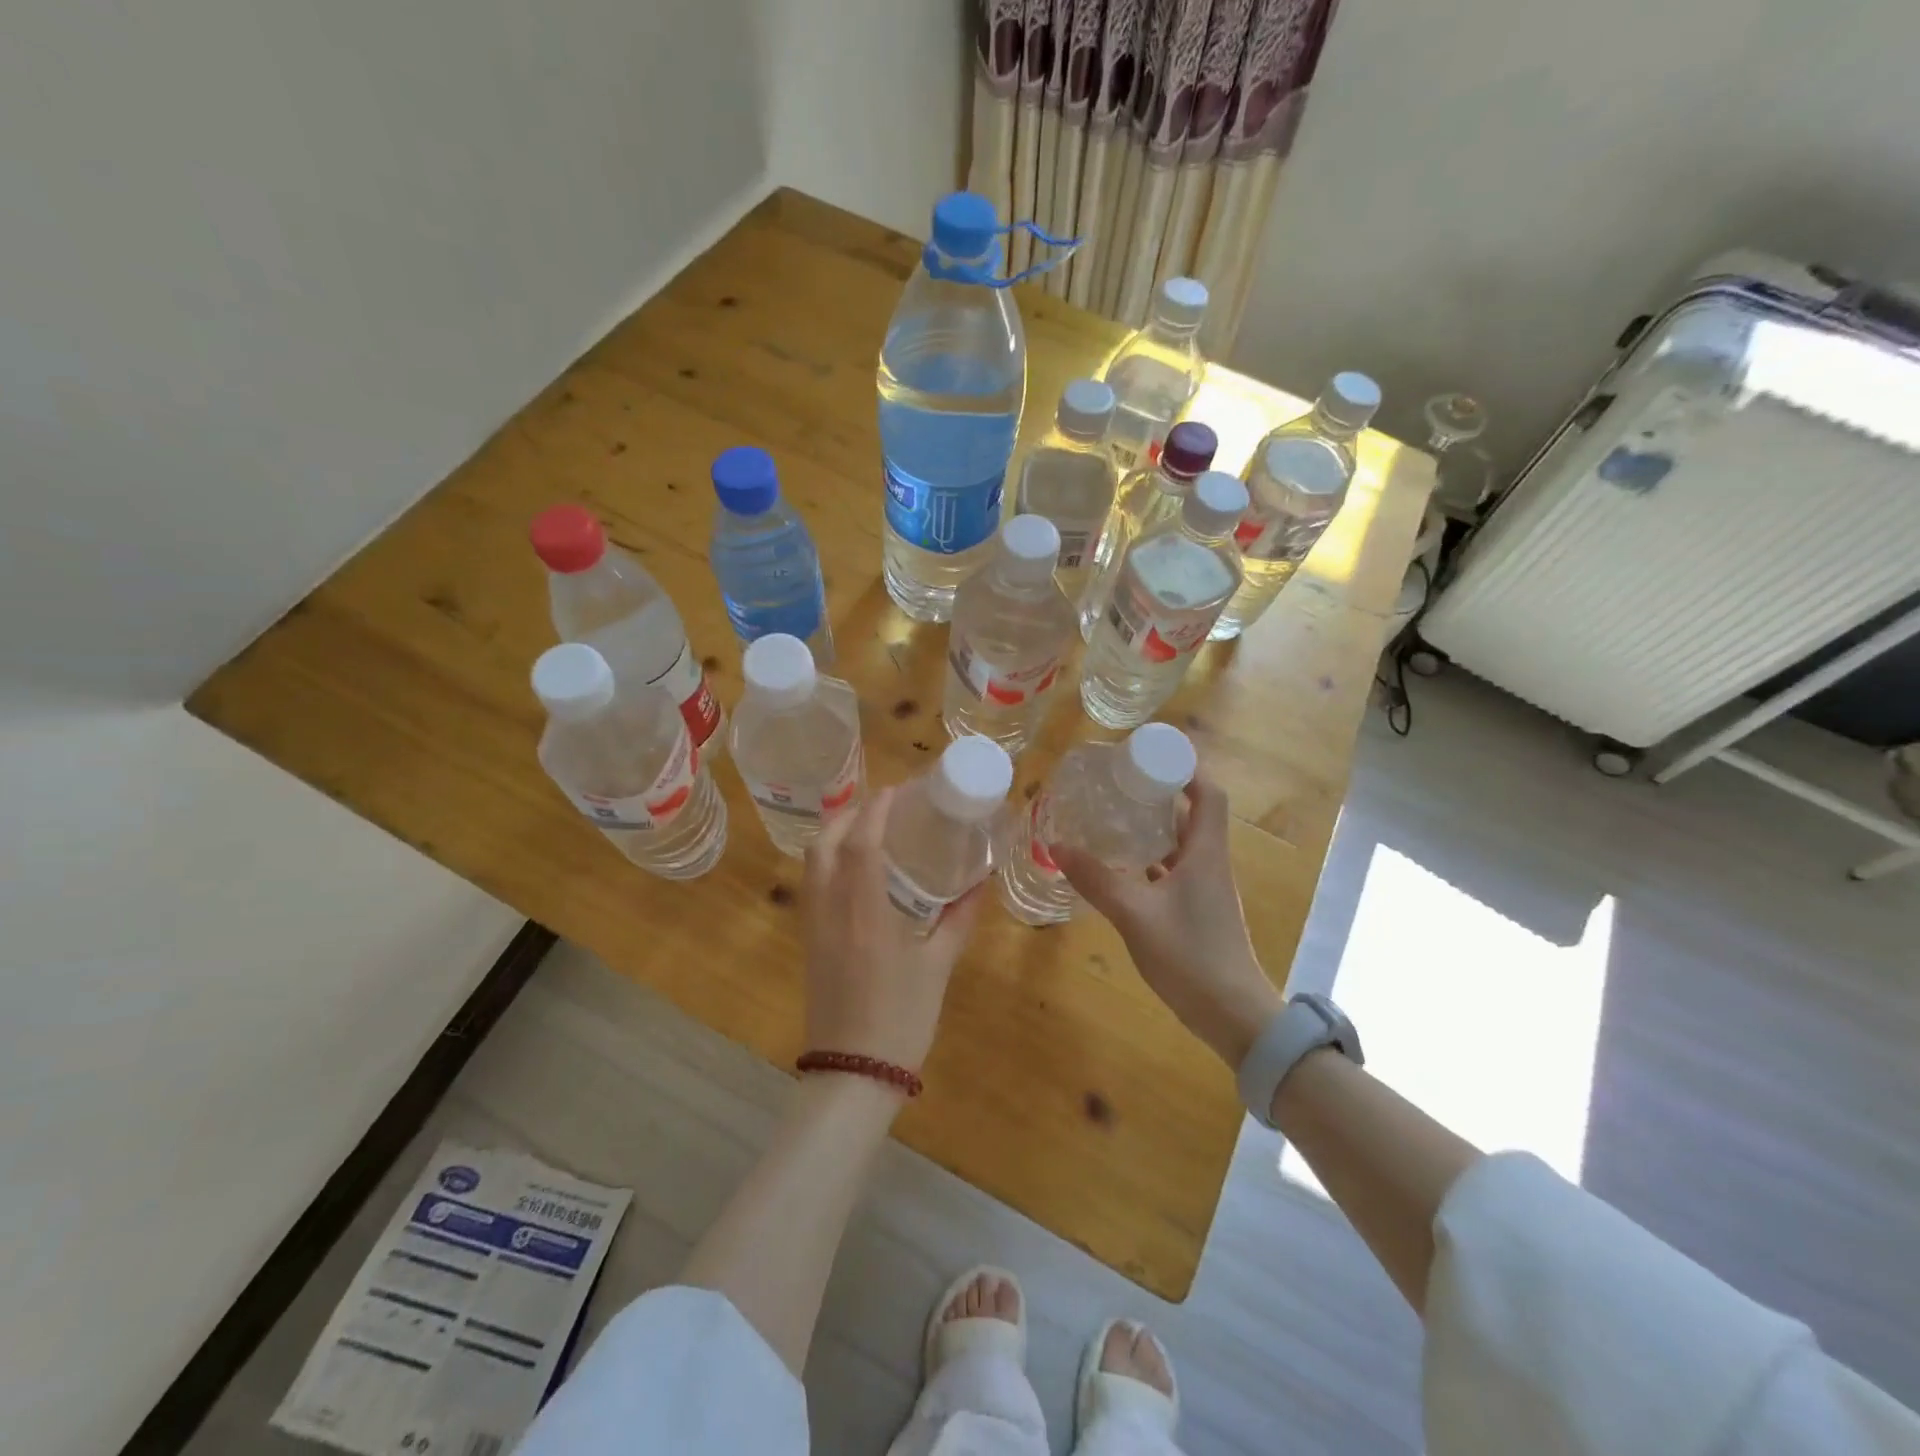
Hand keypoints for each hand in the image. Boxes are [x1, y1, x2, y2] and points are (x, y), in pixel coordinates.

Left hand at [801, 787, 985, 1075]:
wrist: (853, 1073)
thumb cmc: (902, 1019)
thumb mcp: (938, 967)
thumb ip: (958, 920)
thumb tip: (979, 883)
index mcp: (866, 912)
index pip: (862, 843)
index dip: (877, 809)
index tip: (898, 791)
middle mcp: (831, 909)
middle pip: (825, 843)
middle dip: (849, 814)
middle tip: (884, 808)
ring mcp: (814, 925)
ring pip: (812, 862)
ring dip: (835, 835)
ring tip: (870, 831)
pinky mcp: (809, 941)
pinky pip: (812, 884)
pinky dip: (829, 861)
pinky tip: (857, 871)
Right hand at [1055, 774, 1282, 1067]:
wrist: (1234, 1015)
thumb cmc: (1190, 956)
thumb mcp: (1135, 916)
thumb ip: (1097, 880)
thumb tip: (1058, 846)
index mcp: (1206, 853)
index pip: (1208, 794)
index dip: (1186, 768)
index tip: (1151, 755)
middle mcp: (1210, 863)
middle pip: (1192, 814)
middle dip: (1160, 794)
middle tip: (1119, 784)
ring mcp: (1206, 889)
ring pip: (1182, 844)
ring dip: (1154, 828)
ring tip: (1114, 818)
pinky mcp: (1198, 910)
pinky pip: (1174, 871)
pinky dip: (1151, 861)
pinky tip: (1122, 867)